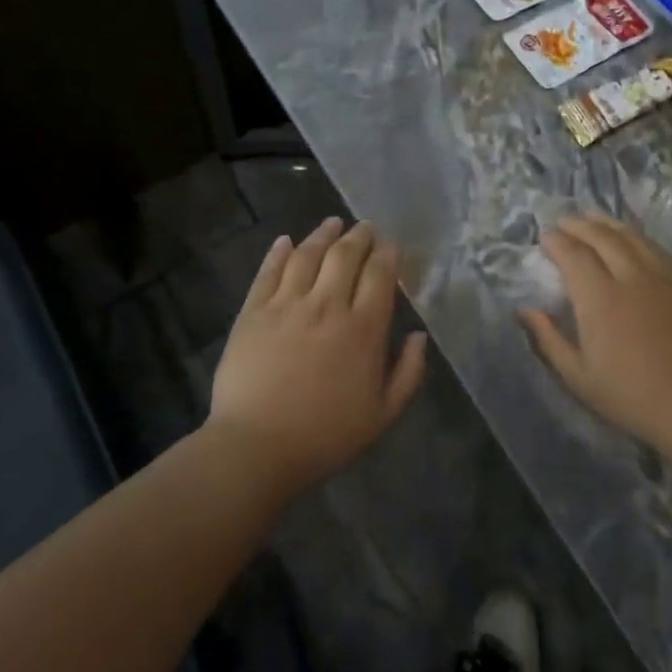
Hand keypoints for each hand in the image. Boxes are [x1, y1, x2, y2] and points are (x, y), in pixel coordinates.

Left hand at [207, 217, 428, 497]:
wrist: (257, 448)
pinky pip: (269, 272)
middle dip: (359, 236)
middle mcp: (327, 305)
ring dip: (323, 234)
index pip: (379, 274)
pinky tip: (286, 241)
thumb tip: (418, 336)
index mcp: (363, 329)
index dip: (387, 253)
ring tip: (332, 223)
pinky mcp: (253, 312)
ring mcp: (286, 305)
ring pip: (307, 255)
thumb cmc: (326, 436)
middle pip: (345, 256)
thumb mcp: (383, 415)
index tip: (391, 244)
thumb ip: (408, 373)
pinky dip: (279, 252)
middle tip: (365, 227)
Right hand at [519, 214, 671, 452]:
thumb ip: (549, 339)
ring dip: (609, 223)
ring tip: (594, 218)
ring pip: (633, 237)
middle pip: (603, 237)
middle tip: (565, 221)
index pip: (574, 255)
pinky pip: (658, 249)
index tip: (545, 237)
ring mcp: (663, 278)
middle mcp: (631, 278)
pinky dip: (638, 237)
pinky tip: (632, 238)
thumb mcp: (579, 377)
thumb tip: (525, 310)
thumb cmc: (631, 396)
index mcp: (600, 299)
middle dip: (580, 224)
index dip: (558, 242)